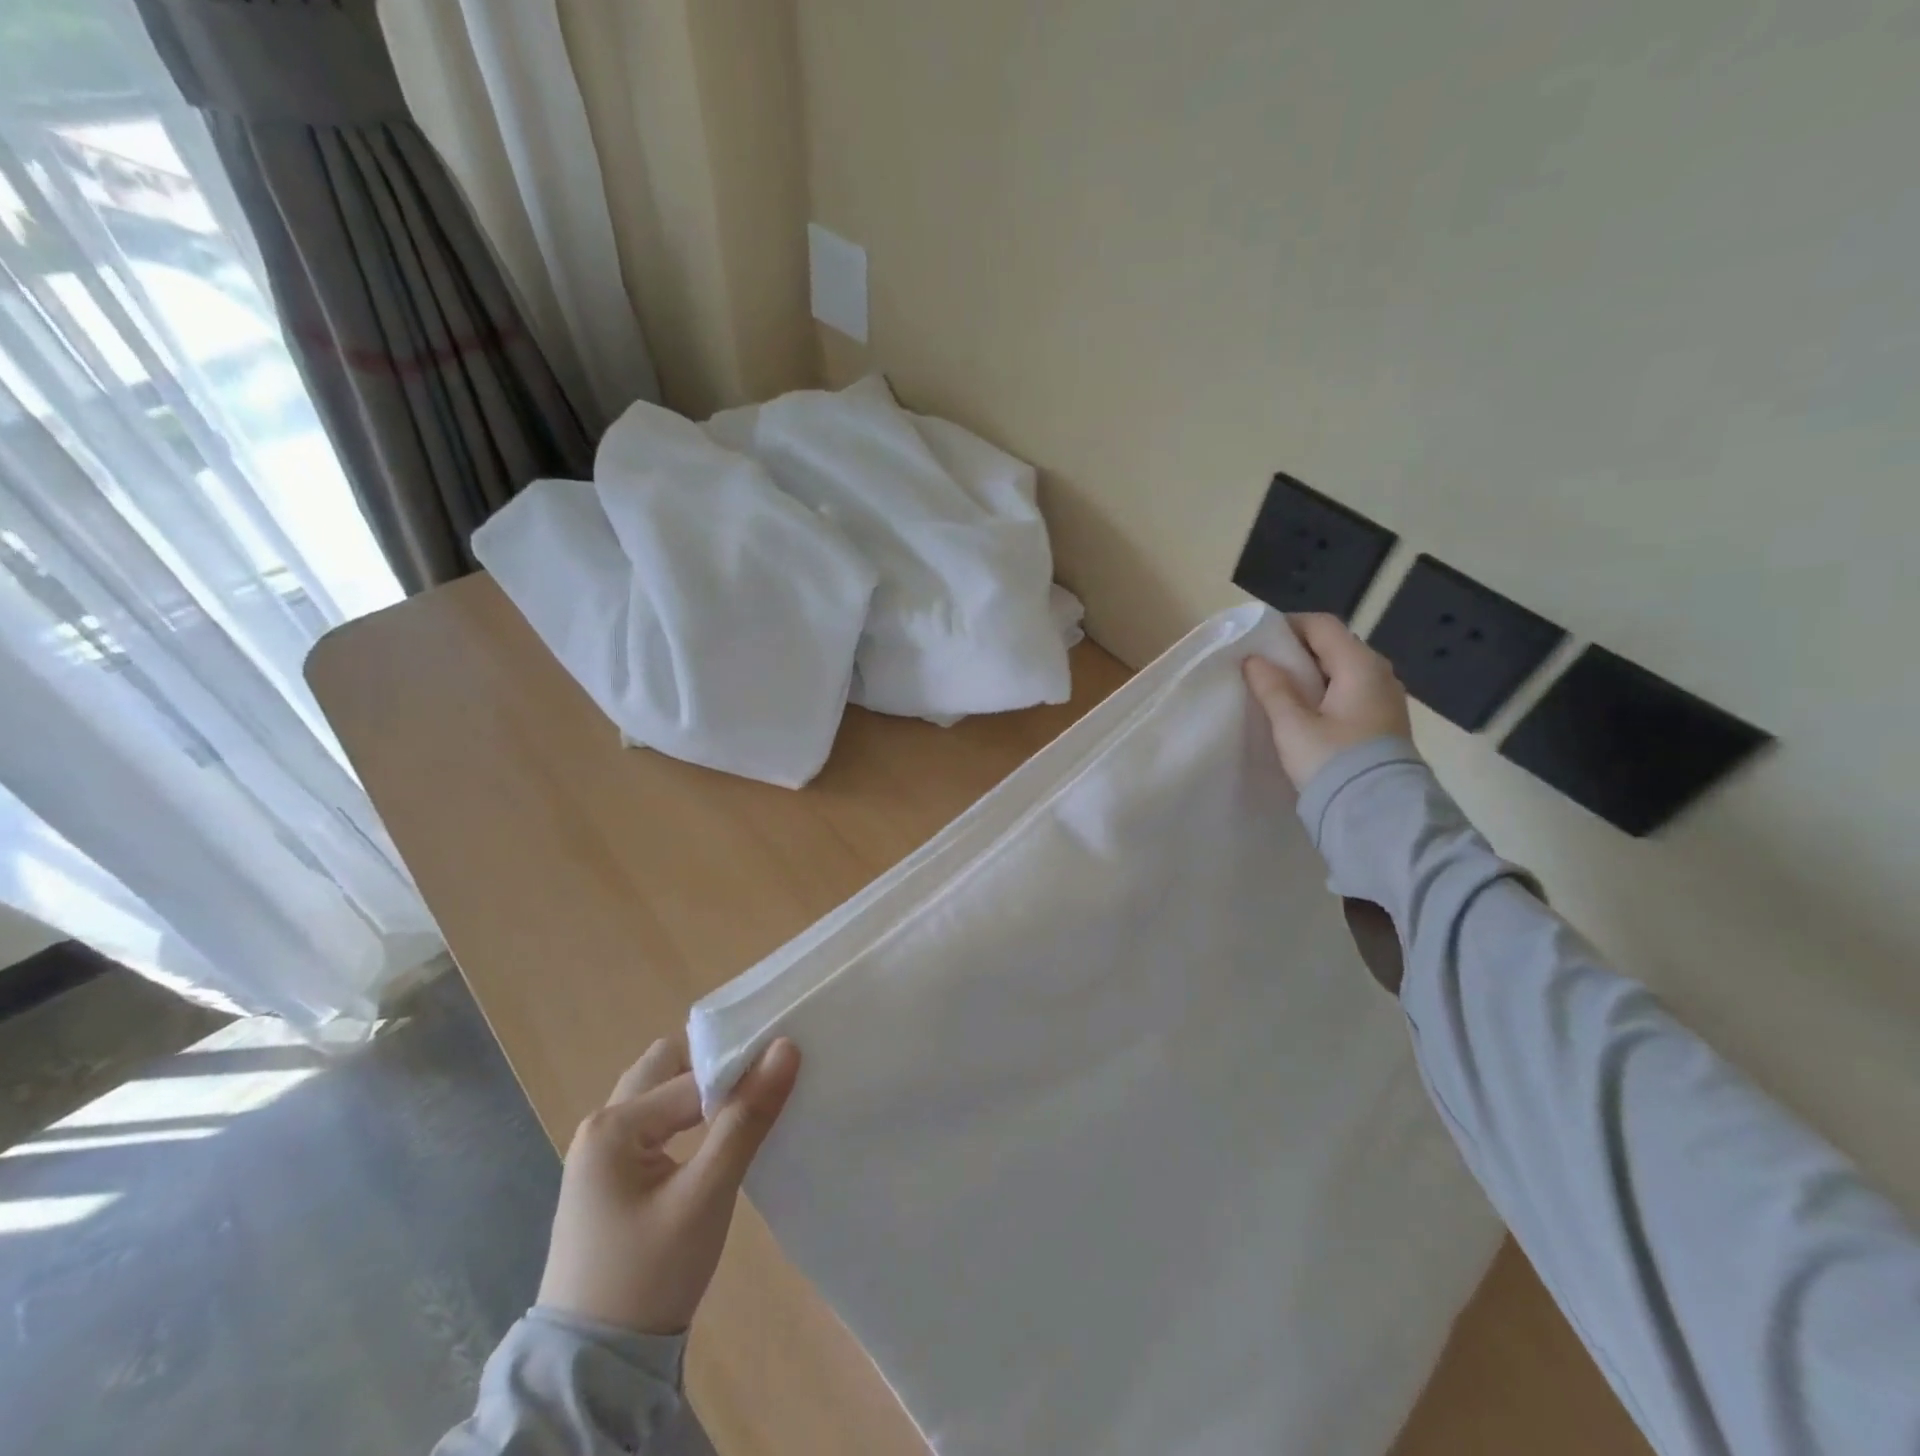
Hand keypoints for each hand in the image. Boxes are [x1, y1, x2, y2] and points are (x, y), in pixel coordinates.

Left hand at [537, 1035, 800, 1334]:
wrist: (595, 1371)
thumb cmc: (650, 1275)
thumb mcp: (706, 1195)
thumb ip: (746, 1118)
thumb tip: (786, 1047)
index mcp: (613, 1125)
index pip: (692, 1076)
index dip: (740, 1072)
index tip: (786, 1072)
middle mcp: (600, 1127)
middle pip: (666, 1068)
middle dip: (714, 1068)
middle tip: (762, 1082)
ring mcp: (601, 1154)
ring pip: (661, 1096)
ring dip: (701, 1095)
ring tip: (749, 1106)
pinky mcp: (611, 1180)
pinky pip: (655, 1125)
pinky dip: (688, 1120)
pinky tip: (719, 1138)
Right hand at [1242, 612, 1412, 790]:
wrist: (1378, 813)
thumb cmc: (1332, 761)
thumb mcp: (1293, 725)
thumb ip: (1272, 688)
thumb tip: (1254, 660)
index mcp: (1359, 666)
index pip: (1322, 626)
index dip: (1288, 625)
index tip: (1258, 639)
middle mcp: (1379, 674)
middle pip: (1334, 646)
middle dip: (1297, 649)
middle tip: (1263, 664)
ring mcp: (1386, 698)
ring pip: (1343, 670)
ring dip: (1311, 672)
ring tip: (1279, 688)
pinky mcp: (1384, 721)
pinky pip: (1351, 691)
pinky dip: (1325, 691)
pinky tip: (1304, 710)